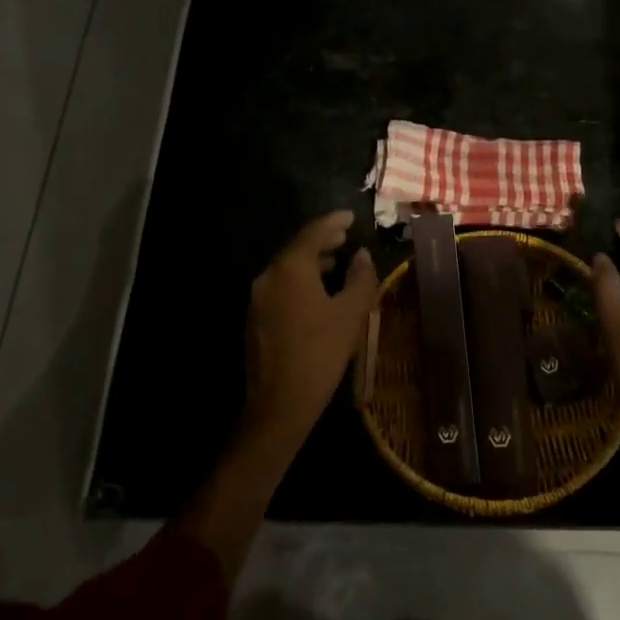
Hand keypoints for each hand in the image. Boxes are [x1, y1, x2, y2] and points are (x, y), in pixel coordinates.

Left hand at [240, 210, 378, 450]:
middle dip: (322, 240)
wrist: (279, 403)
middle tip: (345, 235)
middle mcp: (269, 276)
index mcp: (290, 269)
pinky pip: (281, 286)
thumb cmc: (321, 353)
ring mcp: (258, 298)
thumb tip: (362, 255)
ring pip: (288, 268)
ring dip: (312, 261)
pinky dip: (301, 280)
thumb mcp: (351, 314)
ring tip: (336, 261)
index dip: (334, 222)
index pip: (313, 233)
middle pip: (297, 248)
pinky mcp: (256, 318)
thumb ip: (361, 278)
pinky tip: (318, 292)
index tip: (351, 216)